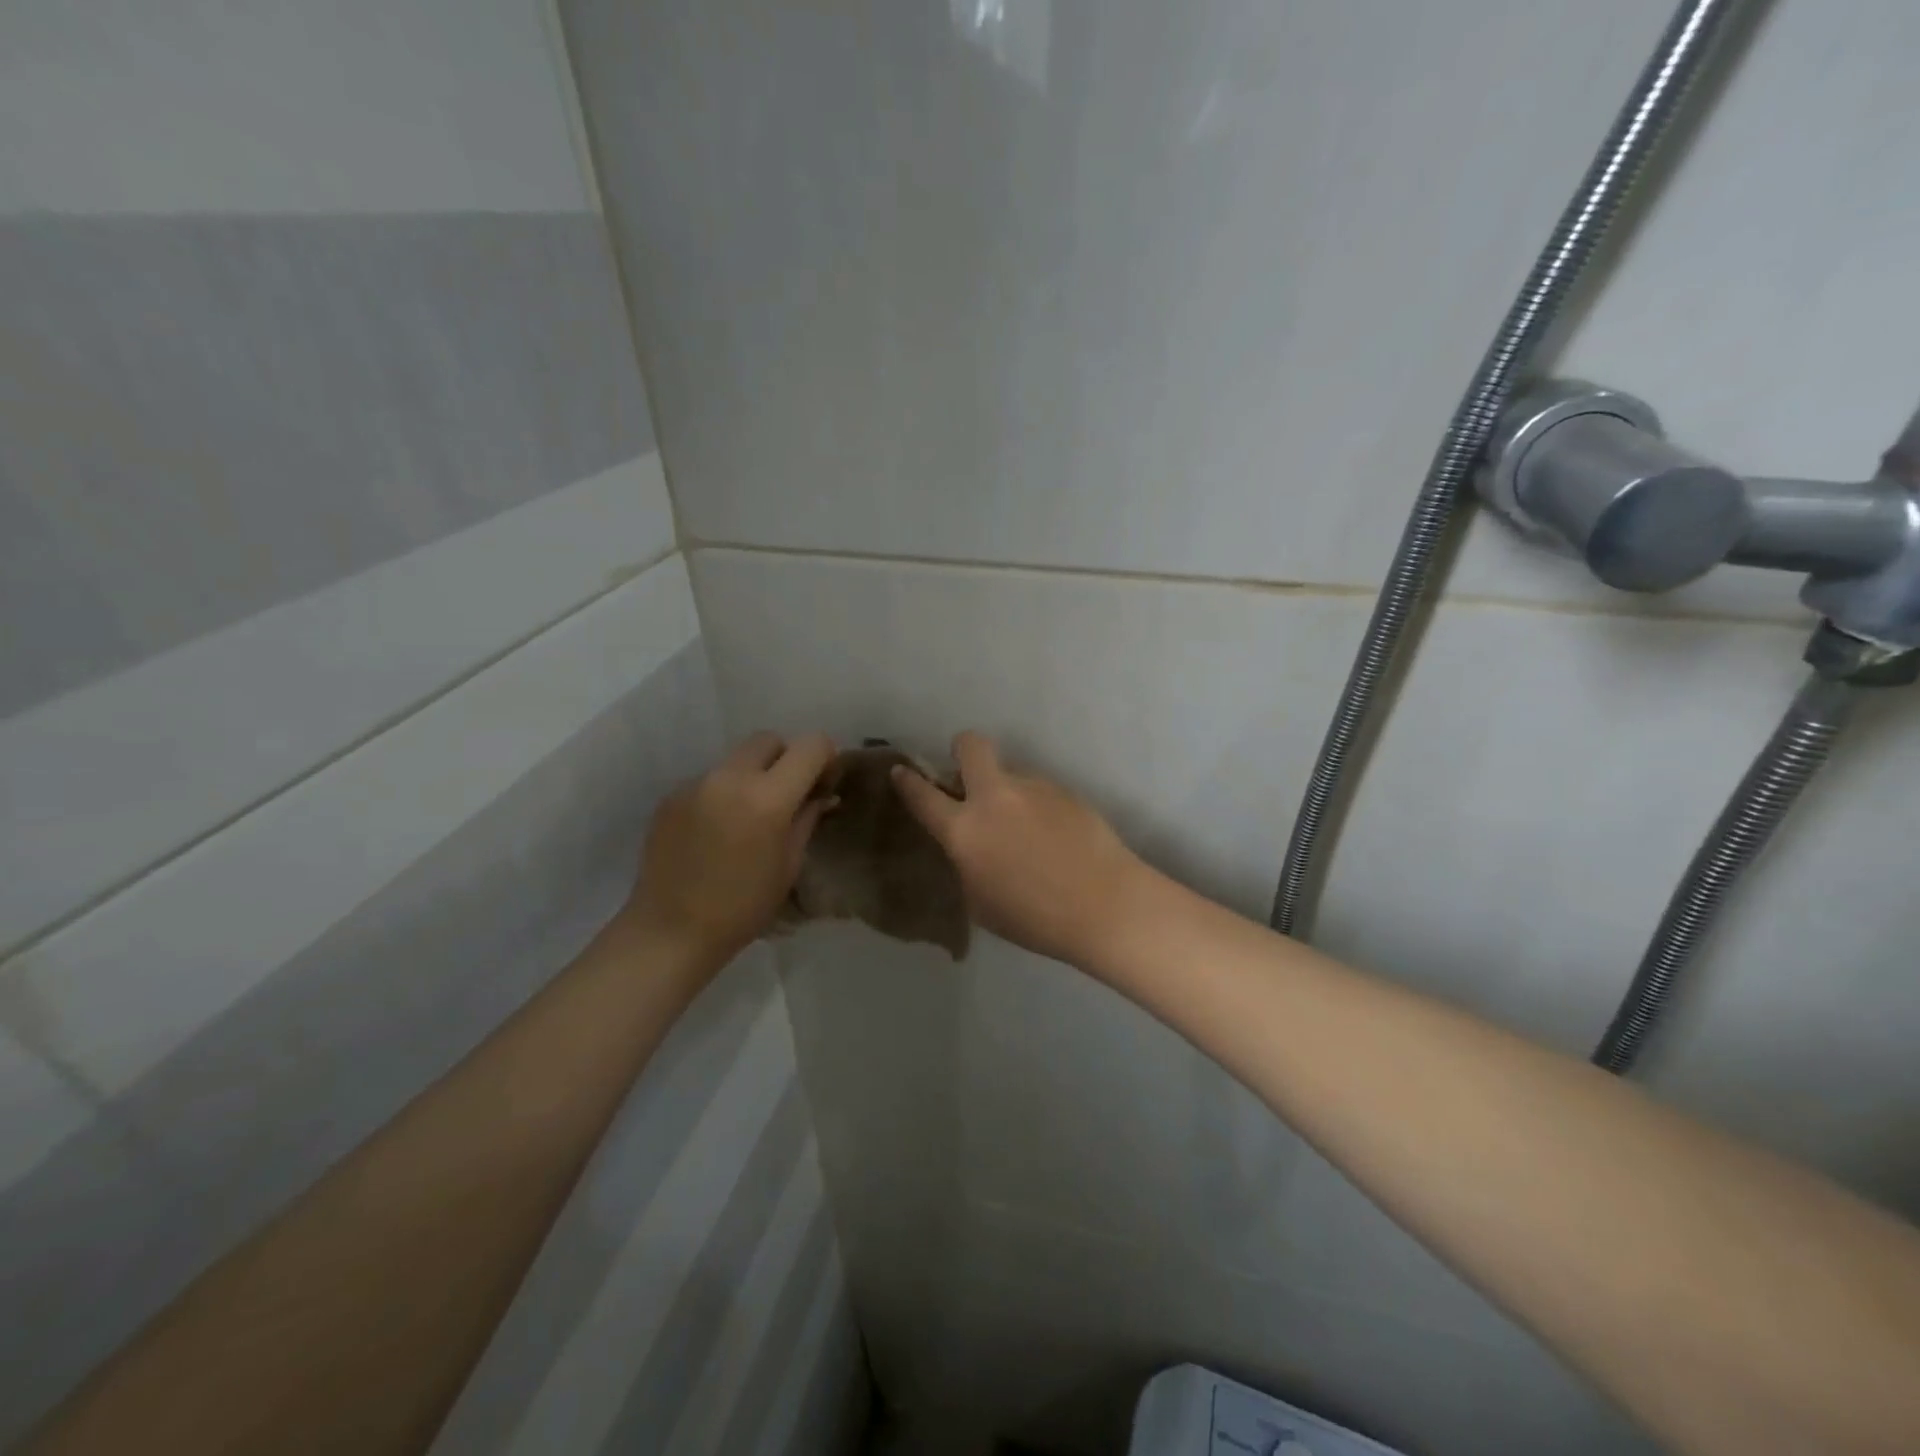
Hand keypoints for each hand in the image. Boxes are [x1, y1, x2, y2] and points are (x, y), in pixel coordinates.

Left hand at [628, 731, 837, 967]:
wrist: (671, 931)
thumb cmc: (743, 907)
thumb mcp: (789, 865)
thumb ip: (807, 818)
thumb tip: (822, 795)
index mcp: (768, 798)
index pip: (810, 745)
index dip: (824, 757)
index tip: (823, 781)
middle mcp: (730, 778)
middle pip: (768, 740)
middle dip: (785, 758)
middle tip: (787, 795)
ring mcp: (696, 784)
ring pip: (736, 759)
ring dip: (752, 775)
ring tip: (748, 816)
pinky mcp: (671, 796)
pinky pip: (709, 779)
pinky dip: (723, 793)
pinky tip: (717, 829)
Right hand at [891, 731, 1147, 965]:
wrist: (1105, 905)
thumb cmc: (1034, 918)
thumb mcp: (980, 901)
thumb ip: (967, 862)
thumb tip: (971, 843)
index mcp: (965, 830)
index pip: (923, 795)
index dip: (907, 781)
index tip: (901, 772)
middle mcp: (995, 797)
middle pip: (971, 745)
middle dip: (962, 750)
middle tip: (968, 775)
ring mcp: (1033, 788)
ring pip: (1010, 773)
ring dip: (1007, 792)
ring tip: (1028, 832)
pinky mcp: (1065, 790)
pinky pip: (1038, 791)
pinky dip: (1036, 807)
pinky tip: (1054, 838)